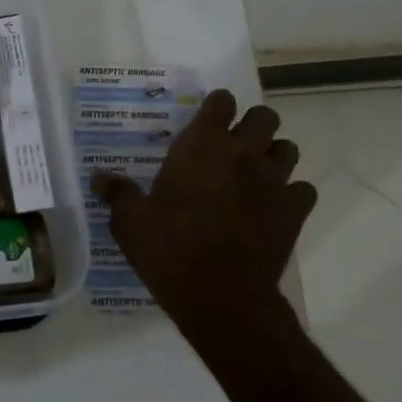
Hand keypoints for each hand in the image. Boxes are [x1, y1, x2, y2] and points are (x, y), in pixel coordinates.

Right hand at [92, 89, 315, 340]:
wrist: (222, 298)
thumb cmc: (170, 251)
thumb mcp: (130, 223)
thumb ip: (117, 193)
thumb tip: (99, 177)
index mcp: (202, 148)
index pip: (221, 102)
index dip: (216, 106)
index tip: (206, 119)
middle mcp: (243, 155)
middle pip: (264, 116)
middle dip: (251, 125)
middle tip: (232, 145)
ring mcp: (274, 182)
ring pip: (289, 148)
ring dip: (273, 155)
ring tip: (255, 172)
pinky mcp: (295, 212)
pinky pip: (303, 189)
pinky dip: (291, 193)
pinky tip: (274, 206)